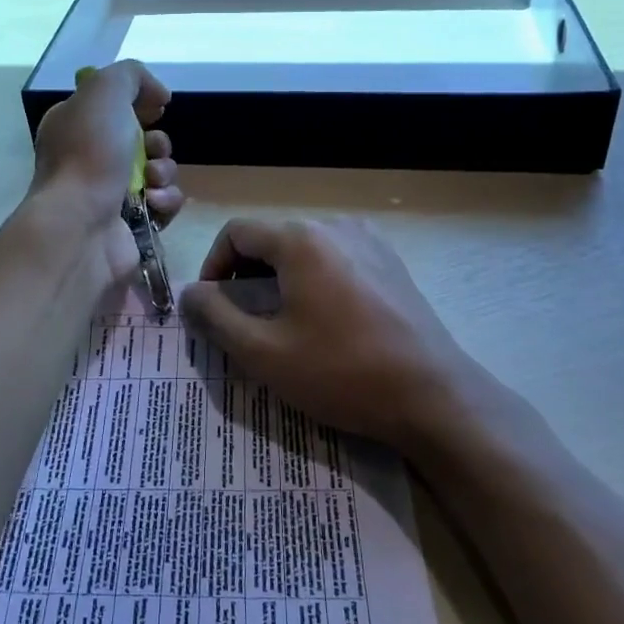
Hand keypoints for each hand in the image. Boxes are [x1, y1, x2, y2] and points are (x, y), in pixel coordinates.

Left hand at [29, 60, 184, 282]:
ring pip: (157, 172)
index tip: (156, 108)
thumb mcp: (105, 90)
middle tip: (152, 150)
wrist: (81, 225)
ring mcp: (108, 194)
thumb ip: (131, 75)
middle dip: (158, 142)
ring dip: (165, 171)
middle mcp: (88, 158)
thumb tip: (157, 95)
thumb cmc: (89, 153)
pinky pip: (163, 204)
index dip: (140, 103)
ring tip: (151, 181)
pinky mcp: (130, 225)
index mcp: (74, 125)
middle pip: (142, 140)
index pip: (113, 106)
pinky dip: (165, 200)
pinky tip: (153, 203)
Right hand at [179, 217, 483, 451]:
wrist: (433, 397)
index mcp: (300, 239)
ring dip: (281, 278)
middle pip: (272, 238)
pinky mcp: (391, 262)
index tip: (213, 307)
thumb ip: (216, 317)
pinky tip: (327, 322)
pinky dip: (316, 280)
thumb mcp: (263, 352)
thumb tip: (190, 294)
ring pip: (305, 249)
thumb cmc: (342, 372)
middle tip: (245, 321)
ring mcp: (369, 241)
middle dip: (248, 275)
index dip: (214, 266)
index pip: (237, 232)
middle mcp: (334, 226)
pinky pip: (337, 259)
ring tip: (284, 324)